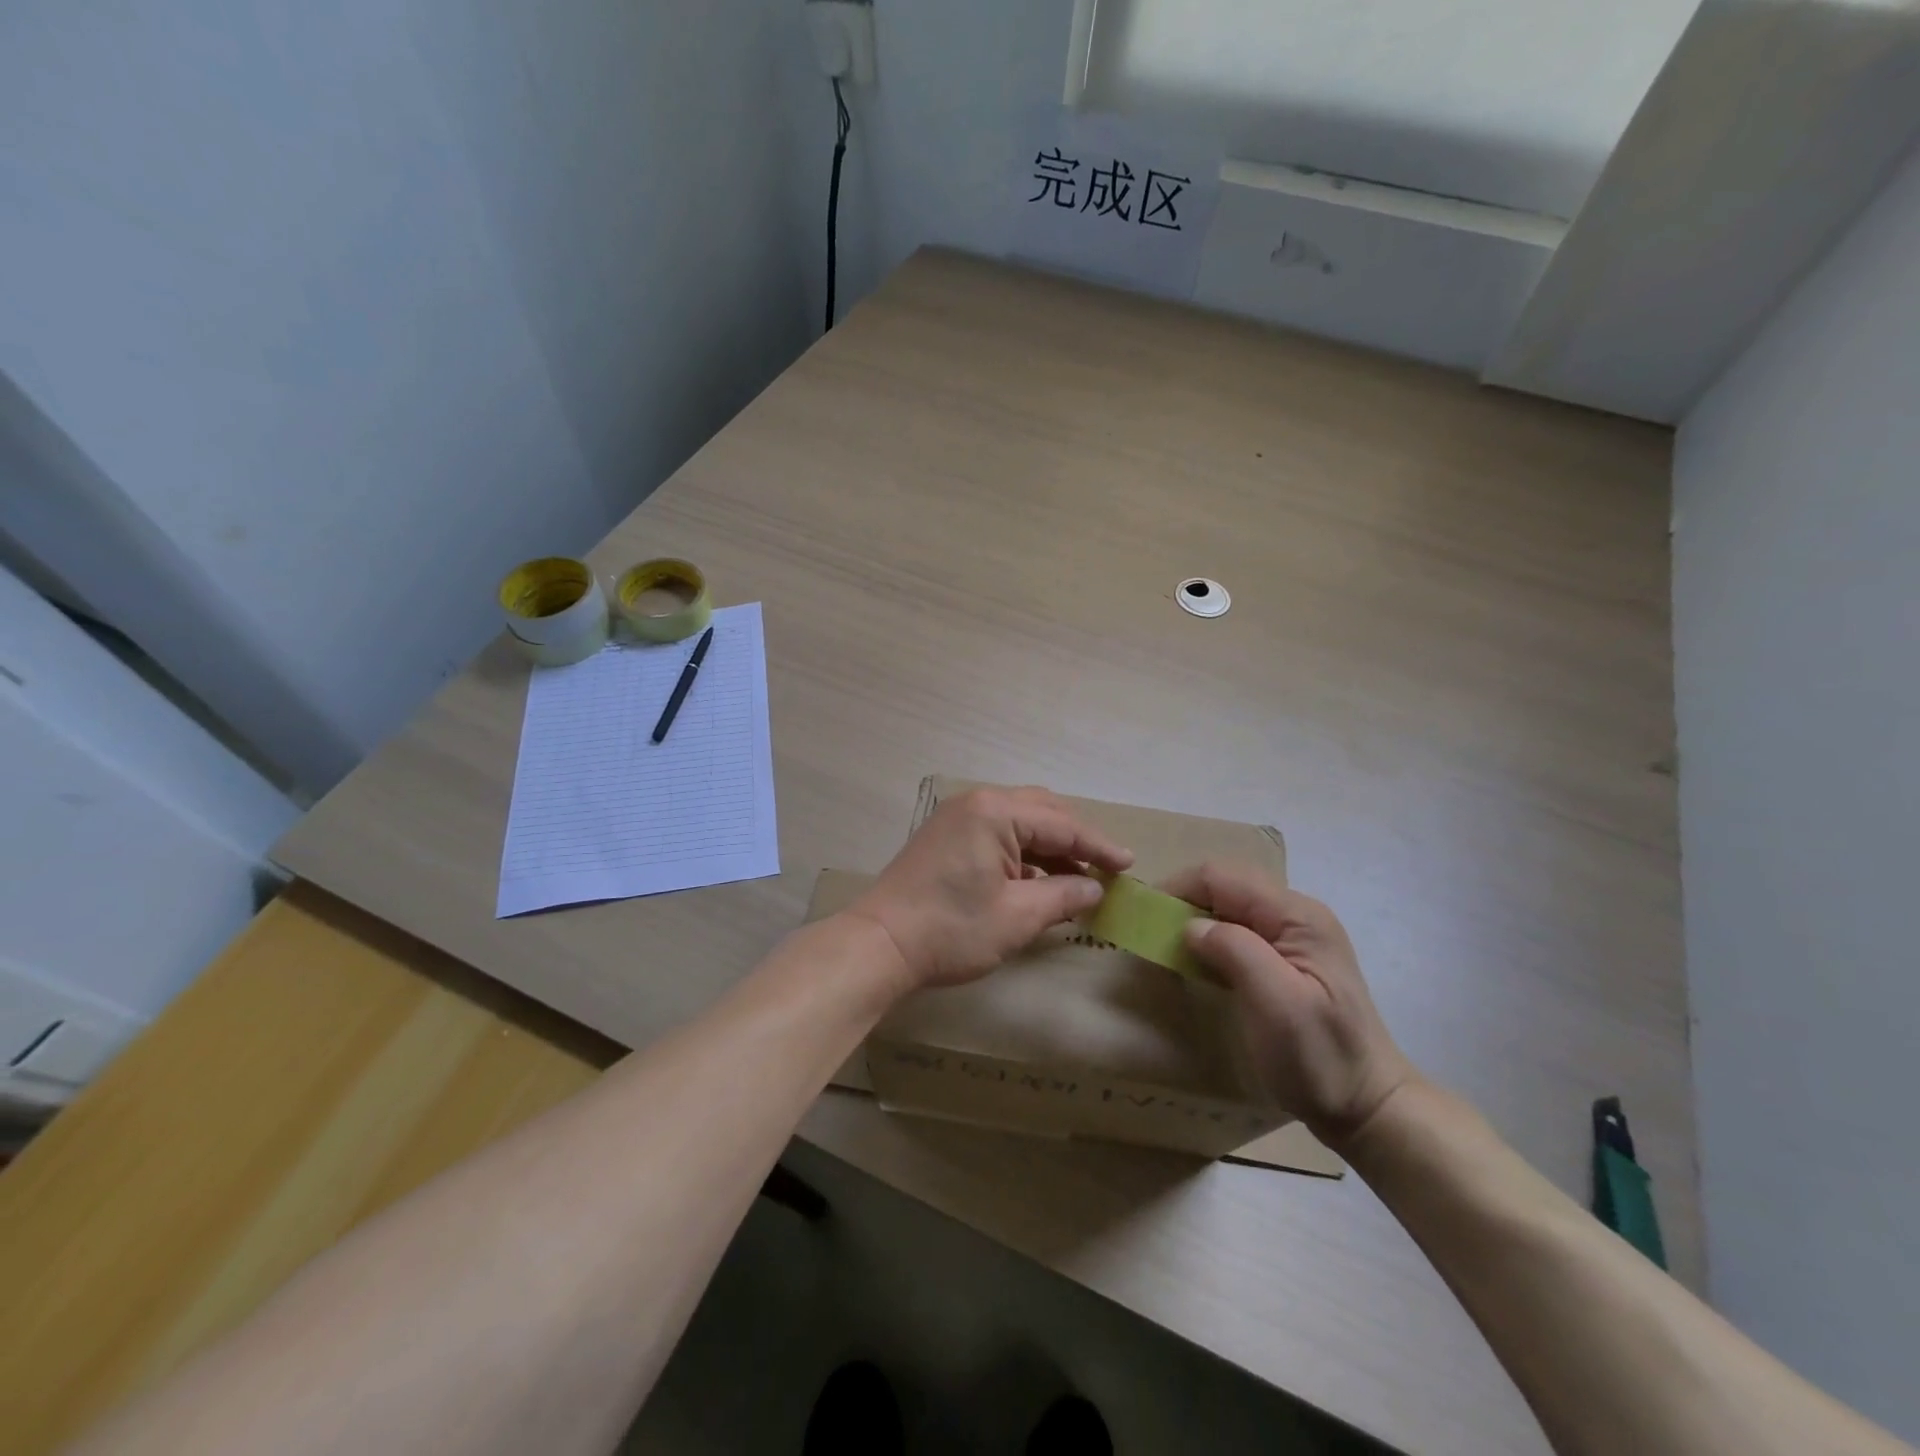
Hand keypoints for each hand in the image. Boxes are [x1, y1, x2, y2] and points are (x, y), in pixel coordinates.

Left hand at [846, 787, 1133, 991]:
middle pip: (1041, 812)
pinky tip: (1039, 882)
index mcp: (995, 812)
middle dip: (1075, 840)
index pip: (1062, 824)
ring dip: (1050, 848)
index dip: (1098, 846)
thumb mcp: (1017, 917)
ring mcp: (957, 818)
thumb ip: (1063, 896)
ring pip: (1019, 822)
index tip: (1129, 864)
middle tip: (1105, 867)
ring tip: (1077, 880)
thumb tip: (1095, 888)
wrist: (880, 945)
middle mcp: (976, 803)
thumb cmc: (951, 930)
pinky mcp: (946, 837)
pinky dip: (1023, 854)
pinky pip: (997, 834)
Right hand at [1165, 861, 1415, 1146]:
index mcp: (1297, 916)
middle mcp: (1296, 914)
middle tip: (1152, 934)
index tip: (1145, 920)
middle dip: (1183, 901)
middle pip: (1225, 885)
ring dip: (1194, 919)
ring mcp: (1294, 935)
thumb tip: (1190, 926)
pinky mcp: (1287, 958)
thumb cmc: (1320, 1058)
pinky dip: (1209, 938)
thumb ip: (1234, 951)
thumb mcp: (1277, 1005)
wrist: (1368, 1107)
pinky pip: (1238, 929)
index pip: (1222, 877)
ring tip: (1167, 947)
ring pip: (1229, 905)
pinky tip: (1197, 962)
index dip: (1178, 889)